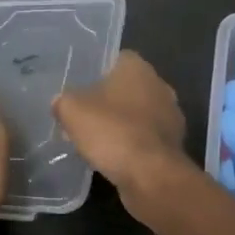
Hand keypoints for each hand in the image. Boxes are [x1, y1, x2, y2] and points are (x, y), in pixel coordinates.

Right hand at [53, 51, 189, 190]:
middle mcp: (160, 85)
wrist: (150, 175)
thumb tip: (60, 102)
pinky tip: (114, 157)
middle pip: (127, 88)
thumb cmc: (111, 131)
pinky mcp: (173, 143)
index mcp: (138, 67)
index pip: (115, 59)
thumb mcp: (71, 111)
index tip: (79, 88)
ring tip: (95, 140)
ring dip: (121, 124)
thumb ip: (63, 101)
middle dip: (108, 100)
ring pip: (138, 114)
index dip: (95, 72)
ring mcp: (171, 115)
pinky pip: (146, 137)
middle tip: (83, 115)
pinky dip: (132, 144)